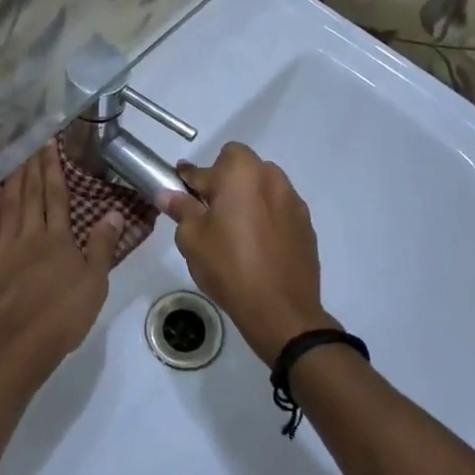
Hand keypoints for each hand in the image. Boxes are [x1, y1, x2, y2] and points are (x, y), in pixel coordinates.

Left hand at [0, 144, 122, 392]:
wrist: (16, 346)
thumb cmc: (61, 318)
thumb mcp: (94, 284)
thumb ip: (102, 246)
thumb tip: (114, 212)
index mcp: (58, 239)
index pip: (56, 195)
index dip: (53, 168)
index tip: (49, 144)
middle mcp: (29, 234)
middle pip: (31, 194)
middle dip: (32, 166)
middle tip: (30, 142)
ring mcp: (3, 246)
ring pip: (8, 204)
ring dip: (12, 179)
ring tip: (13, 157)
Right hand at [163, 142, 332, 364]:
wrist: (280, 309)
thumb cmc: (229, 266)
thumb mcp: (192, 238)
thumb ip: (181, 208)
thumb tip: (168, 193)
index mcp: (241, 173)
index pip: (207, 165)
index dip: (190, 178)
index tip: (181, 192)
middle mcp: (271, 177)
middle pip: (240, 166)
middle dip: (223, 182)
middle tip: (210, 213)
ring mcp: (293, 201)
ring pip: (262, 186)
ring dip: (247, 197)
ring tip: (235, 231)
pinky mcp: (306, 224)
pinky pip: (278, 209)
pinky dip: (266, 217)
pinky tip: (257, 246)